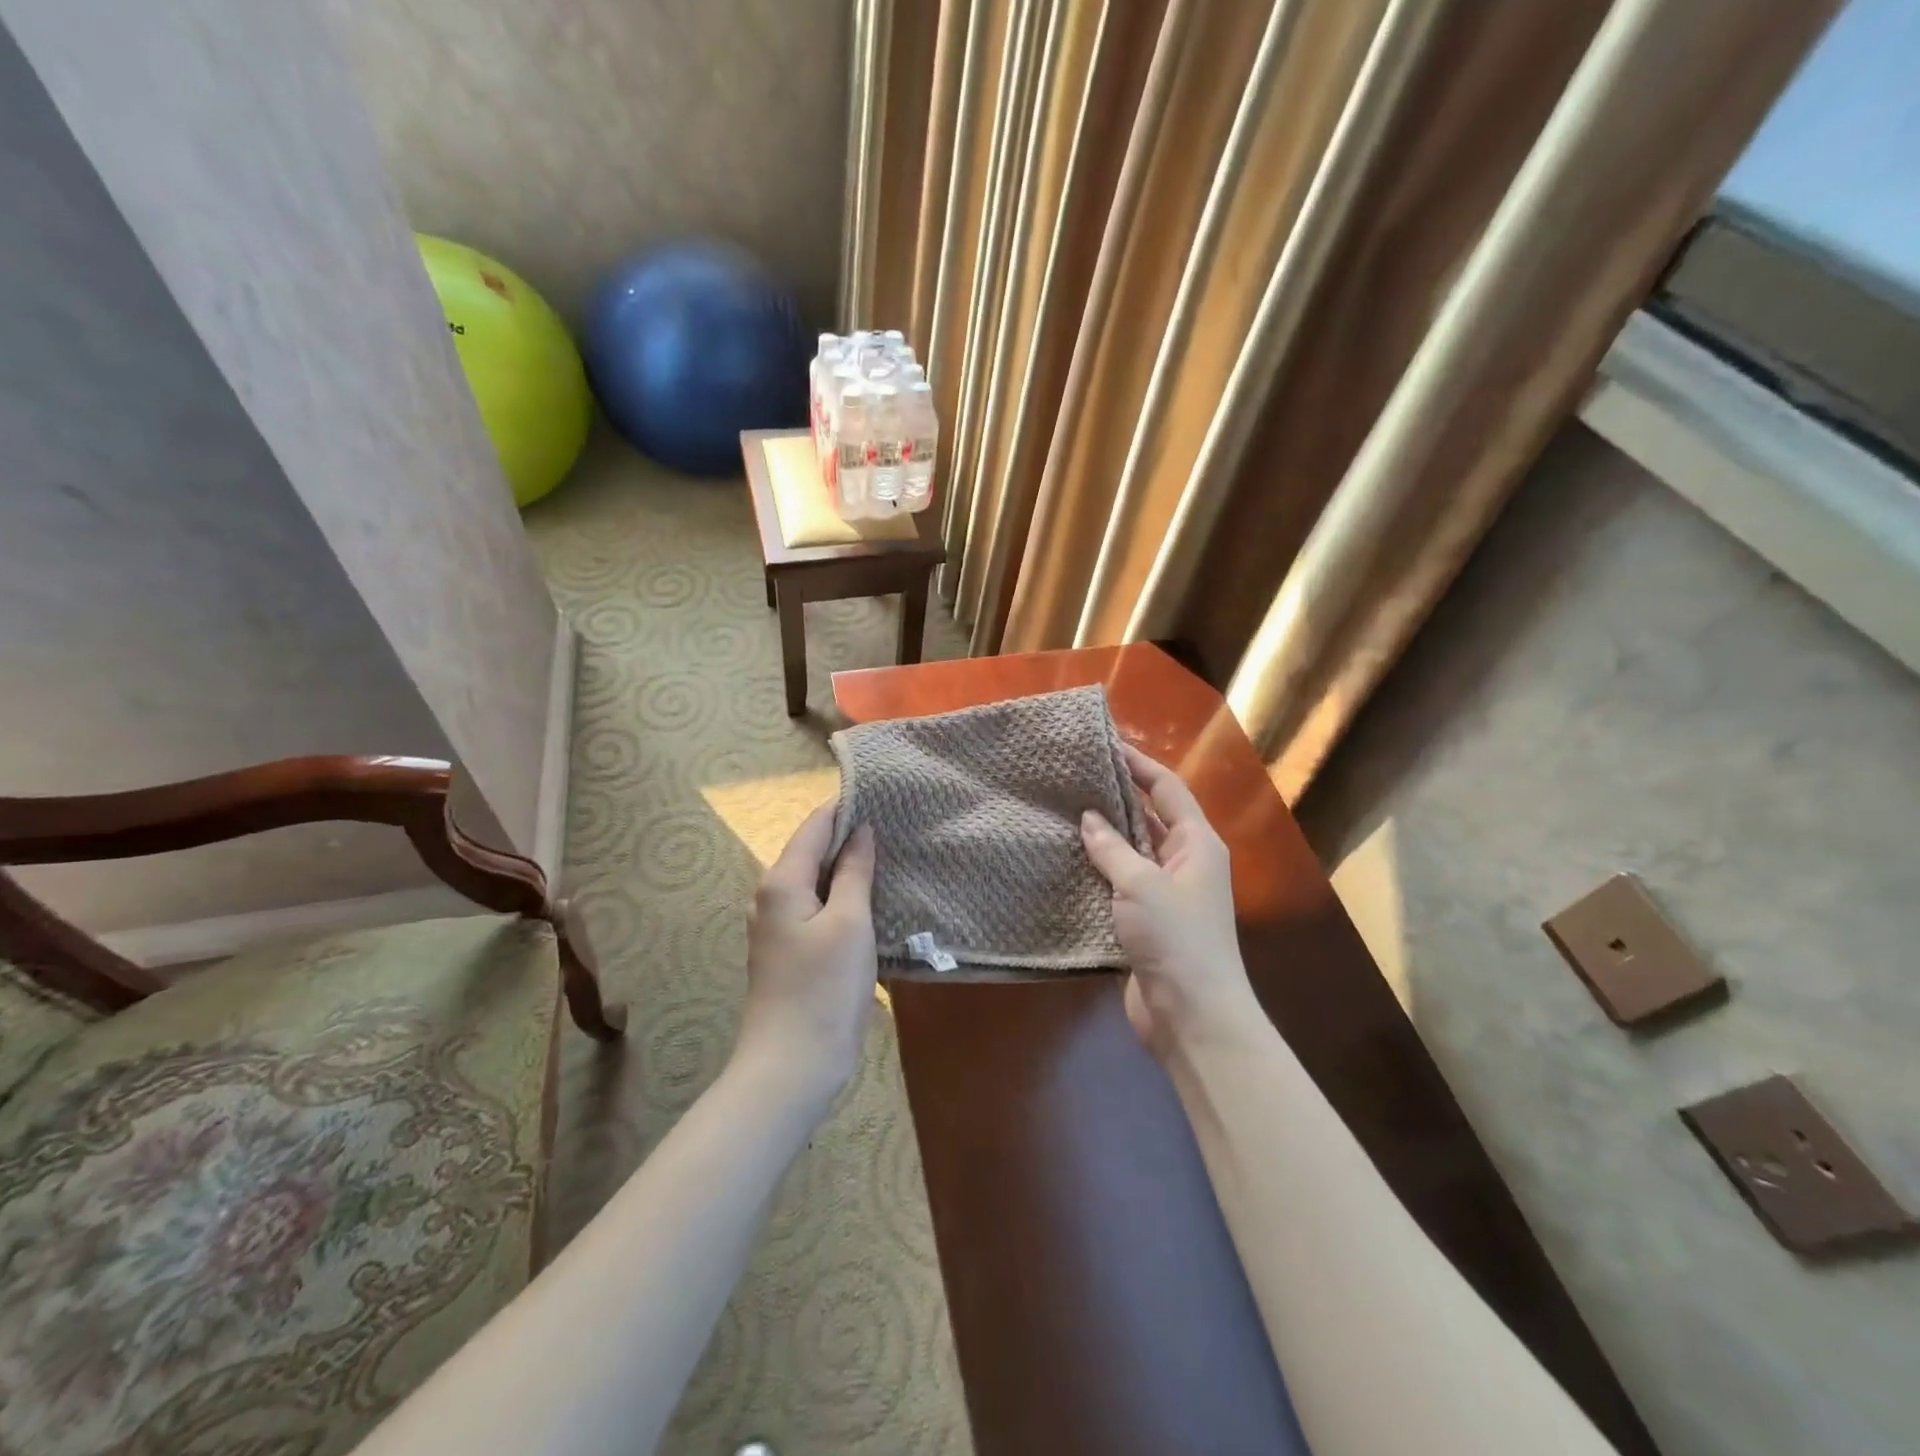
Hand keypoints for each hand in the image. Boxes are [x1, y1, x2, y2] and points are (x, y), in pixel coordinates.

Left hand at [736, 803, 877, 1109]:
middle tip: (896, 826)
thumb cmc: (824, 989)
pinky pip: (816, 908)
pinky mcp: (788, 950)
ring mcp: (777, 925)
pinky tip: (870, 900)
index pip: (815, 825)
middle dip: (850, 837)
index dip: (846, 807)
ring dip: (848, 869)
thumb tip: (860, 830)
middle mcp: (771, 896)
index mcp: (782, 881)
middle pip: (812, 850)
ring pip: (815, 881)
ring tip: (890, 856)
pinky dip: (841, 897)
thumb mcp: (849, 923)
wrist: (792, 1066)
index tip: (884, 795)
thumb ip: (854, 872)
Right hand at [1081, 746, 1259, 1061]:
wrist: (1192, 1016)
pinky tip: (1065, 861)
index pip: (1166, 788)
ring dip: (1103, 835)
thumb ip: (1113, 848)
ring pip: (1131, 851)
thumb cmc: (1176, 939)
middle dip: (1115, 796)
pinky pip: (1119, 883)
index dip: (1138, 763)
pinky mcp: (1146, 921)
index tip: (1103, 744)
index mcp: (1196, 843)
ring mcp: (1166, 893)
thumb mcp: (1142, 885)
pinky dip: (1097, 870)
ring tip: (1061, 811)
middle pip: (1148, 816)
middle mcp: (1184, 861)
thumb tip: (1089, 817)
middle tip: (1072, 777)